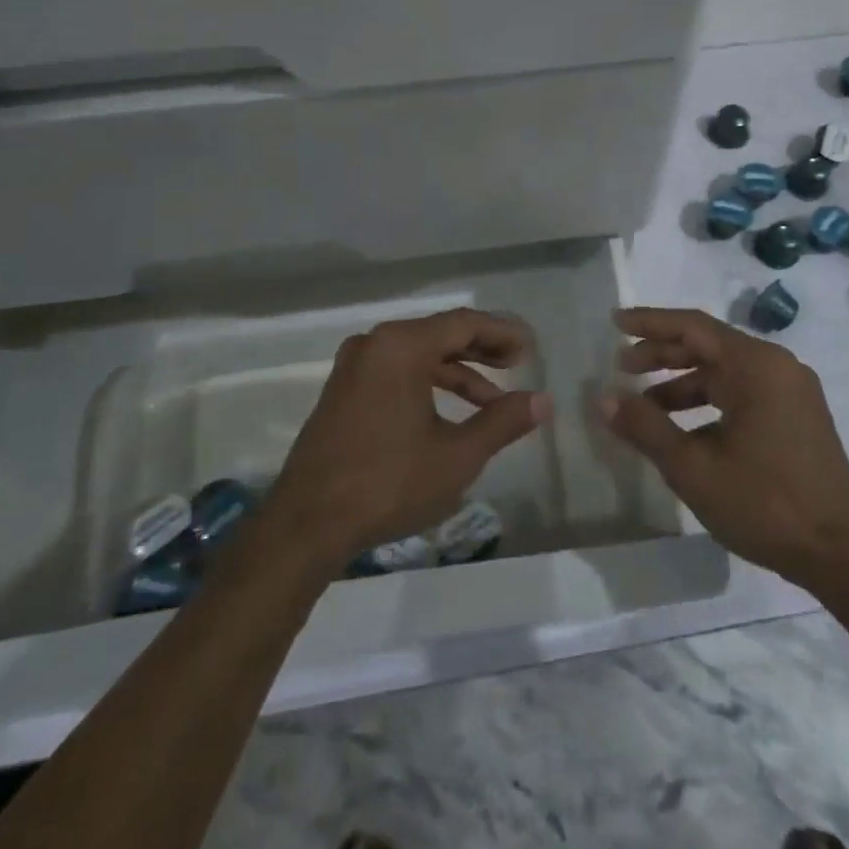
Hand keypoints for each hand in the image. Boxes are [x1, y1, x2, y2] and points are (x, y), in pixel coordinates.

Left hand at [261, 308, 549, 569]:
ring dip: (456, 372)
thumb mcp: (457, 455)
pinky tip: (449, 413)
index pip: (463, 324)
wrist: (305, 524)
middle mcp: (375, 344)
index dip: (502, 332)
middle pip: (439, 334)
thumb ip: (502, 421)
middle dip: (481, 349)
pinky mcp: (343, 391)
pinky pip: (396, 372)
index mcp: (401, 346)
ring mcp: (354, 367)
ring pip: (417, 355)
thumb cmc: (388, 483)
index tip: (530, 348)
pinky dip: (428, 384)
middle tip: (517, 364)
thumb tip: (542, 401)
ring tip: (491, 399)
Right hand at [605, 307, 848, 591]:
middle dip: (662, 354)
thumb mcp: (694, 468)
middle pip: (710, 346)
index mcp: (756, 366)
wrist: (843, 554)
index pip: (693, 327)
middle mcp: (778, 367)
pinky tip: (683, 432)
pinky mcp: (798, 418)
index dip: (650, 323)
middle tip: (622, 366)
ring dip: (683, 383)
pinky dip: (709, 403)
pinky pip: (744, 394)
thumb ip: (645, 427)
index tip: (615, 322)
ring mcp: (792, 392)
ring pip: (726, 373)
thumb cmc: (766, 503)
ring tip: (644, 405)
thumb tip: (604, 398)